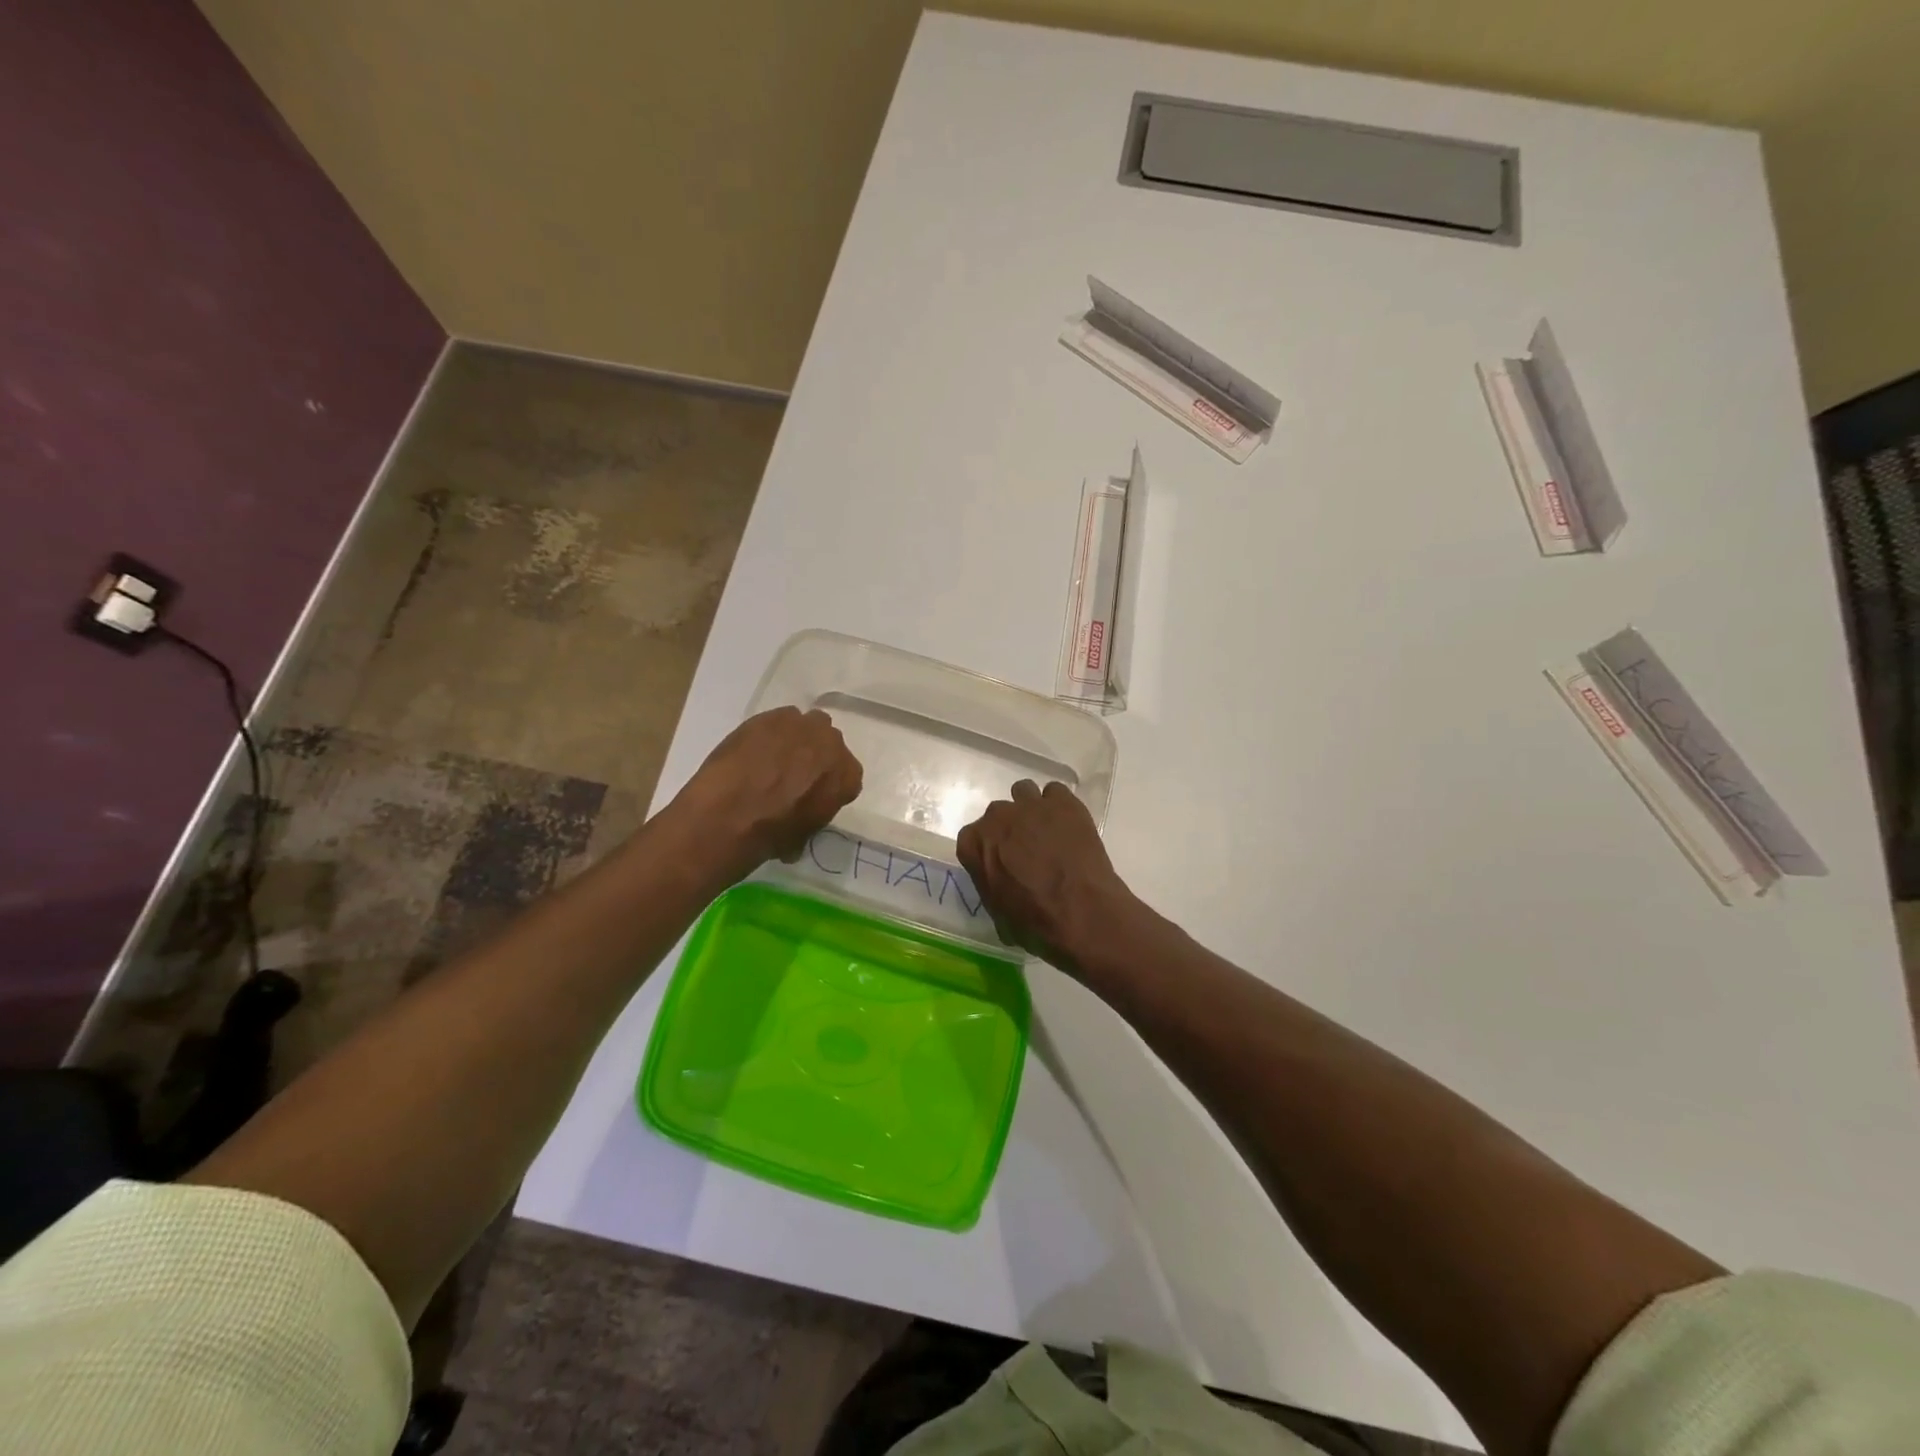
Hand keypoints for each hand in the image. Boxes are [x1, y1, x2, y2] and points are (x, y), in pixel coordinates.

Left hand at [672, 707, 862, 879]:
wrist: (731, 812)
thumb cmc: (773, 832)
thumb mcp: (805, 834)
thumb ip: (814, 813)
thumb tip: (799, 815)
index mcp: (848, 775)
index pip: (846, 776)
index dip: (828, 784)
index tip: (812, 794)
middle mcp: (832, 743)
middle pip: (828, 744)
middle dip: (814, 756)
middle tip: (792, 774)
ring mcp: (802, 724)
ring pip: (804, 726)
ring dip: (793, 739)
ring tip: (769, 760)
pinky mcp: (770, 715)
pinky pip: (777, 721)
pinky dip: (768, 734)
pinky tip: (752, 752)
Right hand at [956, 780, 1134, 970]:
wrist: (1080, 911)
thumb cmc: (1034, 922)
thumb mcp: (999, 914)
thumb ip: (993, 887)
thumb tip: (1003, 887)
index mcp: (975, 843)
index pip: (971, 838)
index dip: (987, 850)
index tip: (1000, 863)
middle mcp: (998, 817)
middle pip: (998, 814)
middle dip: (1009, 828)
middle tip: (1026, 850)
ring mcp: (1031, 805)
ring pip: (1024, 792)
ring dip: (1030, 808)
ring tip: (1046, 830)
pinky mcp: (1064, 802)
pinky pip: (1056, 792)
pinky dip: (1059, 806)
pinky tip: (1068, 825)